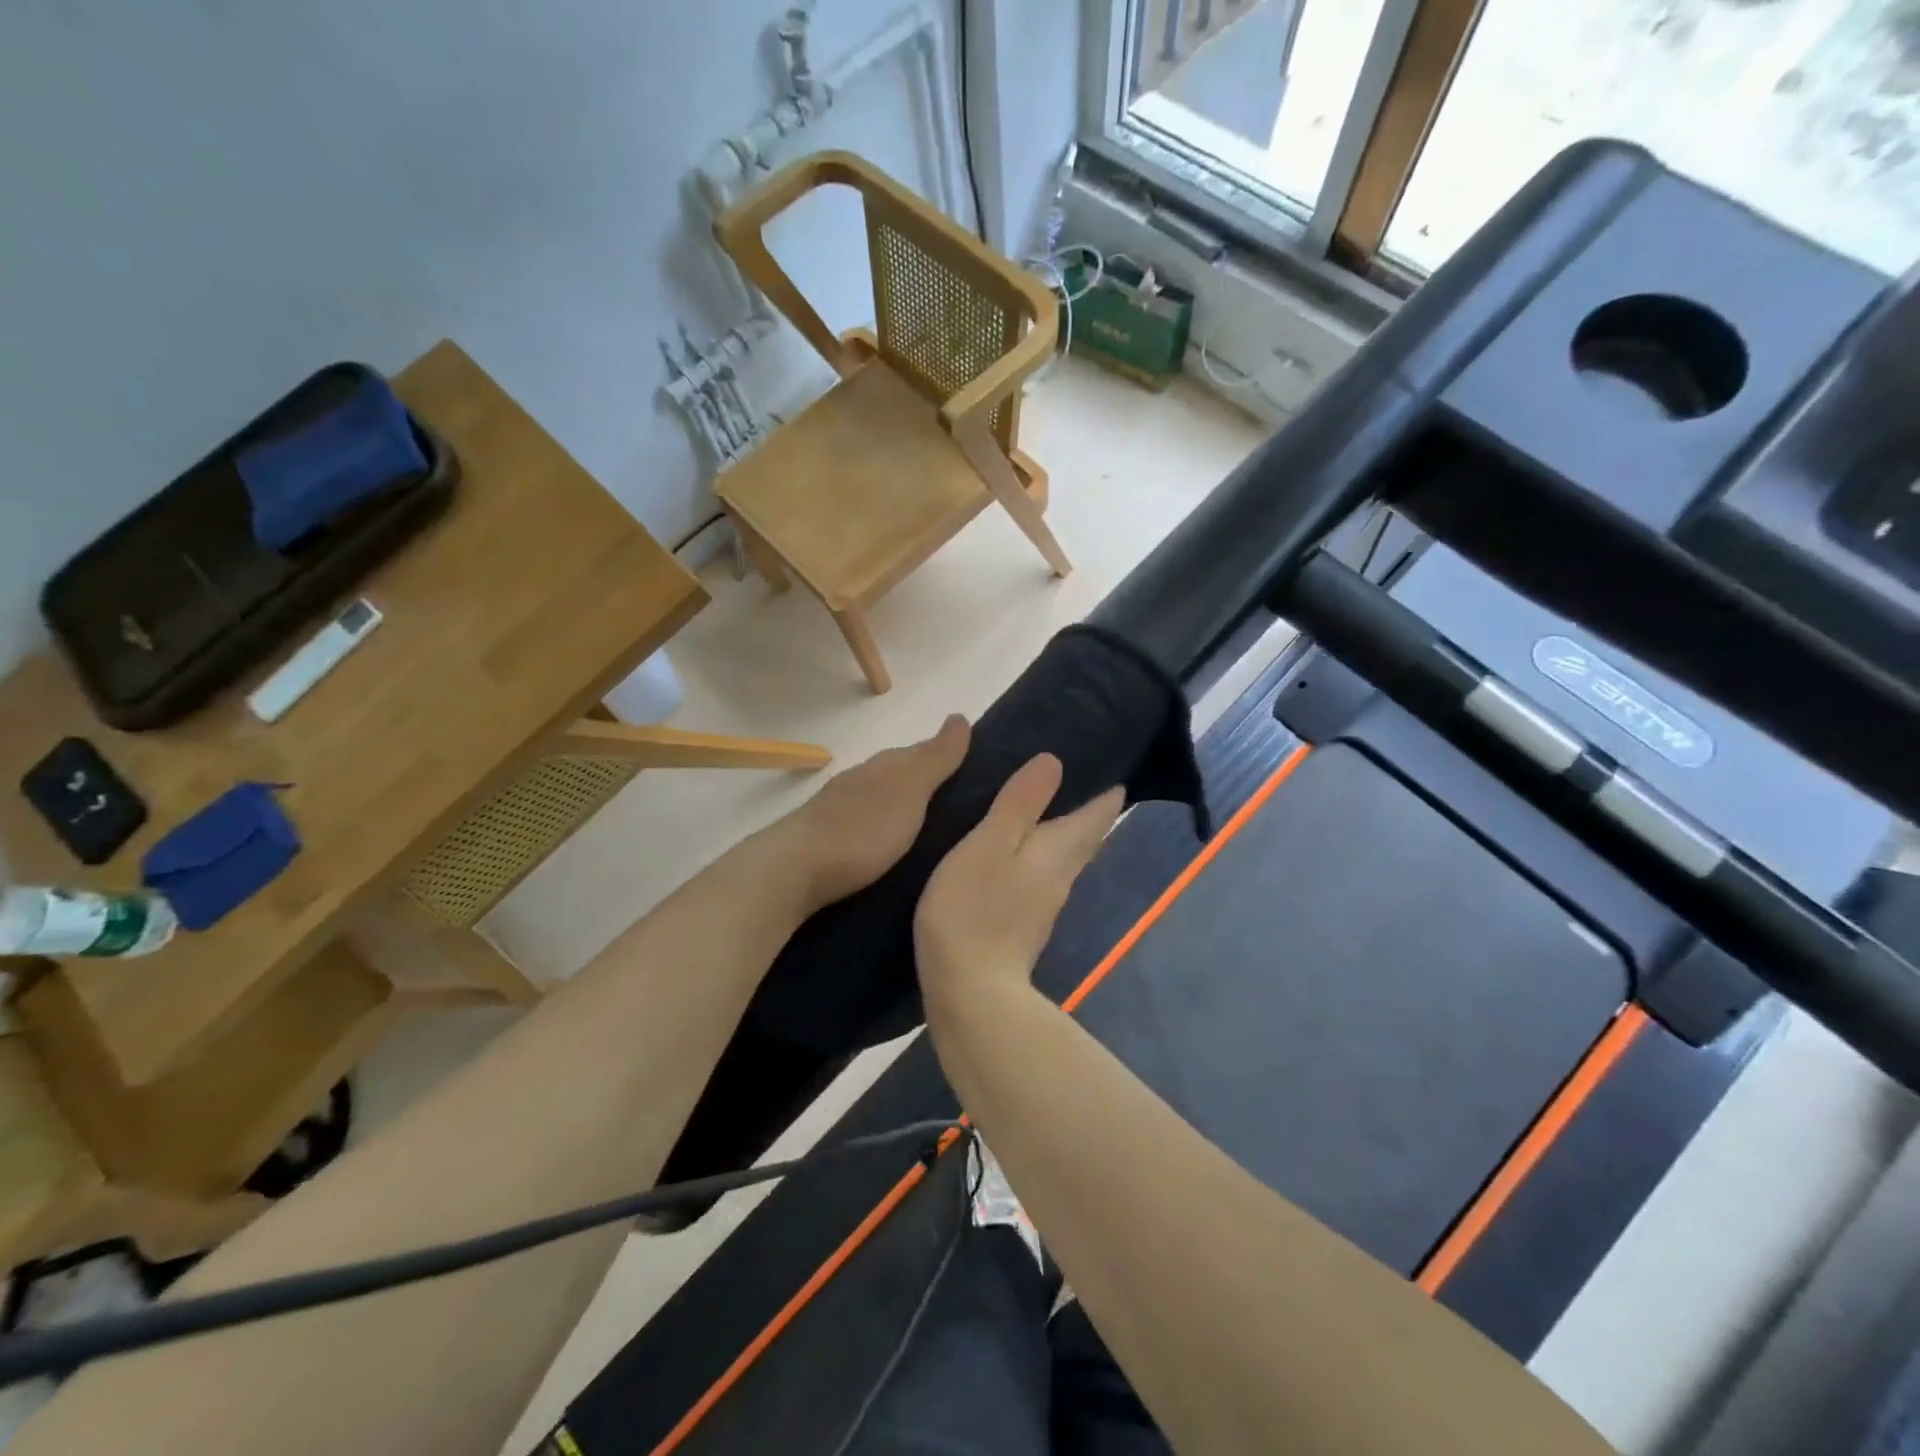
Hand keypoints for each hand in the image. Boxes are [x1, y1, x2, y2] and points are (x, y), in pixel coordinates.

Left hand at [775, 715, 970, 910]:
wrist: (793, 869)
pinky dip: (883, 826)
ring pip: (881, 797)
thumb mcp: (909, 790)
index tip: (973, 771)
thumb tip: (960, 717)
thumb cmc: (862, 829)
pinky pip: (867, 822)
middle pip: (900, 772)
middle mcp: (862, 779)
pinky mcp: (827, 837)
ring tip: (929, 827)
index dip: (946, 758)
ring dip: (903, 805)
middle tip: (958, 801)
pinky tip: (890, 843)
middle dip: (926, 781)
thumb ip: (935, 759)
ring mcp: (840, 807)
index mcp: (885, 766)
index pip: (922, 751)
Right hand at [914, 754, 1123, 1019]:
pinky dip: (1039, 858)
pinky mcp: (1023, 927)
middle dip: (1091, 813)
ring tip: (1048, 810)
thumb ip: (1019, 804)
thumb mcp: (988, 845)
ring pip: (1064, 859)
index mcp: (1056, 852)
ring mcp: (1043, 906)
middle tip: (1085, 783)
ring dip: (1065, 834)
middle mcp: (1060, 877)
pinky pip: (1041, 878)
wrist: (970, 991)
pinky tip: (1019, 857)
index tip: (1115, 769)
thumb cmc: (973, 910)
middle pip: (1085, 840)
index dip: (1107, 793)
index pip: (1095, 816)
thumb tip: (1054, 761)